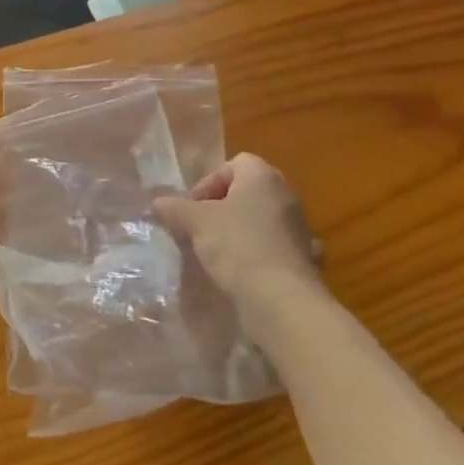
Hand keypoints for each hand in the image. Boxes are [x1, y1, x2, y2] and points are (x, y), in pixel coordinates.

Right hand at [153, 153, 321, 306]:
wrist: (281, 300)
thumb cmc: (237, 245)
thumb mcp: (194, 222)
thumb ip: (174, 208)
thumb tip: (158, 204)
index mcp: (263, 177)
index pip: (233, 165)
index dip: (208, 183)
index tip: (192, 208)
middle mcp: (287, 197)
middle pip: (247, 193)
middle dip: (221, 208)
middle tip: (199, 228)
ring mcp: (301, 230)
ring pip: (261, 221)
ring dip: (239, 232)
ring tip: (216, 254)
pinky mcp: (305, 261)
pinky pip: (274, 249)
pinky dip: (258, 256)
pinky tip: (242, 273)